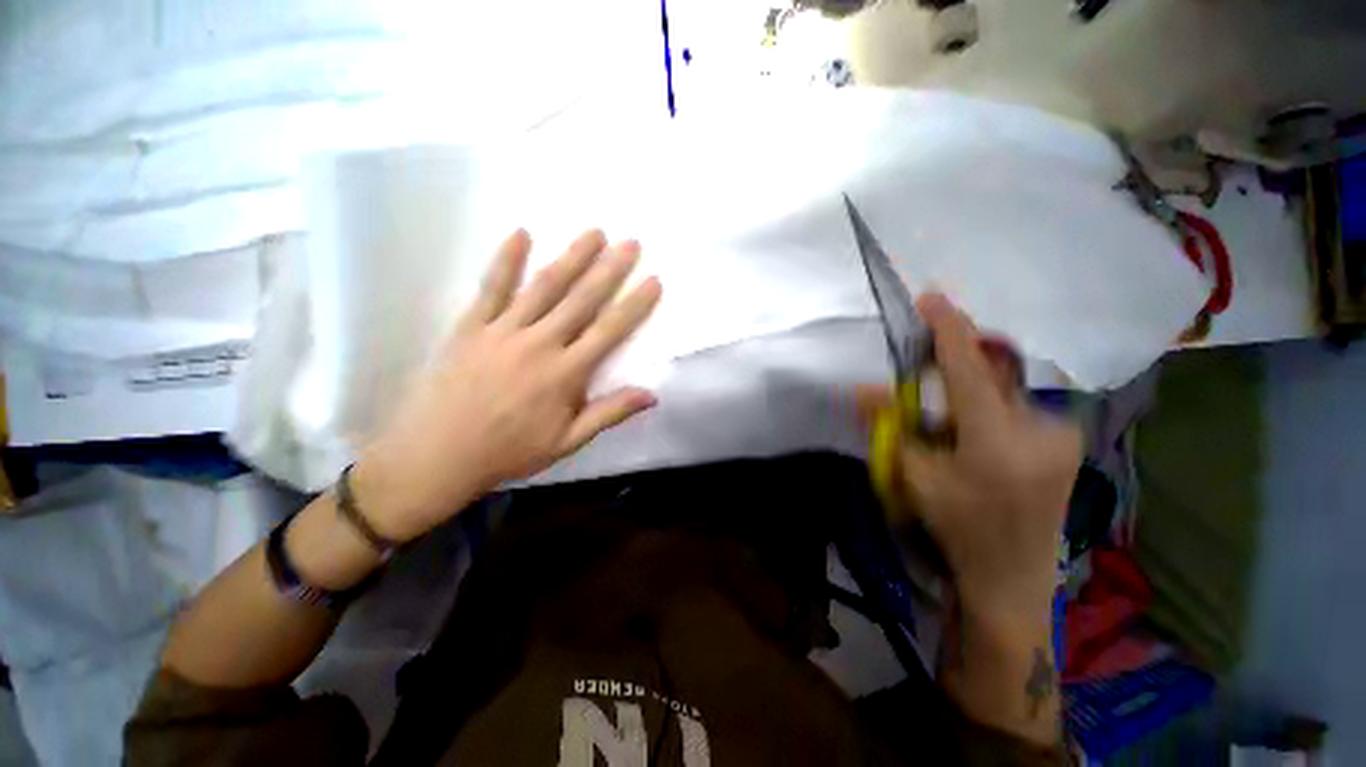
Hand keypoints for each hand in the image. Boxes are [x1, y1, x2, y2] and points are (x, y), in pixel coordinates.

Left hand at [353, 229, 661, 542]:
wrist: (437, 455)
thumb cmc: (510, 450)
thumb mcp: (568, 441)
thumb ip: (610, 413)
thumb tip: (652, 395)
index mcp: (565, 373)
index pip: (609, 331)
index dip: (634, 305)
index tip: (653, 280)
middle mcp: (539, 344)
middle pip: (581, 300)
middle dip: (609, 269)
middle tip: (631, 242)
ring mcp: (503, 331)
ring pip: (543, 287)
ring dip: (571, 257)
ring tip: (594, 232)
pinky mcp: (471, 326)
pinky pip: (491, 288)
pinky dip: (506, 260)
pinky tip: (520, 233)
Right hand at [858, 293, 1081, 627]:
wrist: (1014, 575)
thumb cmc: (959, 528)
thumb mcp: (915, 477)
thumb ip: (893, 426)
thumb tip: (863, 390)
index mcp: (997, 443)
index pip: (970, 370)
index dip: (949, 330)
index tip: (931, 298)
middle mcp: (1039, 429)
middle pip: (989, 373)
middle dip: (954, 361)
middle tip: (923, 370)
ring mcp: (1060, 434)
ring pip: (1002, 389)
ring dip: (968, 388)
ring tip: (946, 418)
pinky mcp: (1064, 439)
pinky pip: (1016, 404)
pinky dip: (987, 404)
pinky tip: (973, 432)